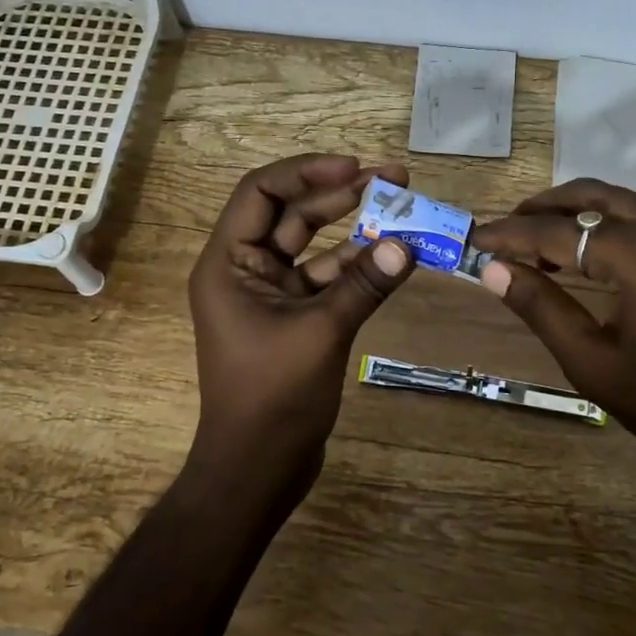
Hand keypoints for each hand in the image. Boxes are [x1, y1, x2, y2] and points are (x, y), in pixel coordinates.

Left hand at [187, 154, 415, 492]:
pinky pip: (326, 278)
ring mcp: (270, 294)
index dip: (307, 172)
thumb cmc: (273, 397)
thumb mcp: (322, 333)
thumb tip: (407, 246)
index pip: (261, 193)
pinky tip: (393, 256)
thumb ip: (364, 285)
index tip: (355, 167)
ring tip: (401, 205)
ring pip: (313, 245)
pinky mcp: (293, 318)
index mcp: (228, 263)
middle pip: (291, 214)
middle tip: (394, 178)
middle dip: (340, 193)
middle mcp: (244, 270)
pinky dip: (357, 267)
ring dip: (354, 227)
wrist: (258, 468)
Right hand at [470, 180, 635, 502]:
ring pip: (622, 203)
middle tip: (504, 232)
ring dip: (575, 214)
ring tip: (536, 242)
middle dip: (543, 209)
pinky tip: (586, 256)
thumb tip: (493, 271)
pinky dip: (607, 226)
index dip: (511, 235)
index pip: (558, 231)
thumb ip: (541, 308)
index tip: (473, 240)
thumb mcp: (593, 363)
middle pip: (593, 196)